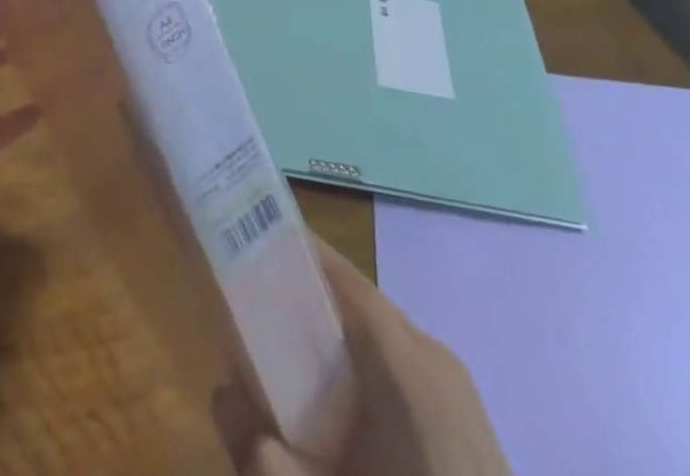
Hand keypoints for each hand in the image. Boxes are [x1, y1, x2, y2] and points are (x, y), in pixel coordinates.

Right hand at [238, 238, 510, 475]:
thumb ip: (263, 457)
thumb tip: (222, 394)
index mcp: (409, 364)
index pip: (344, 278)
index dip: (296, 251)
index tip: (248, 236)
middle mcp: (435, 358)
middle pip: (357, 302)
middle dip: (304, 297)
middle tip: (253, 305)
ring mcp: (457, 391)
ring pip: (378, 334)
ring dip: (332, 334)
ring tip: (286, 358)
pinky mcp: (466, 422)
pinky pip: (401, 366)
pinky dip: (361, 366)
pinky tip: (336, 407)